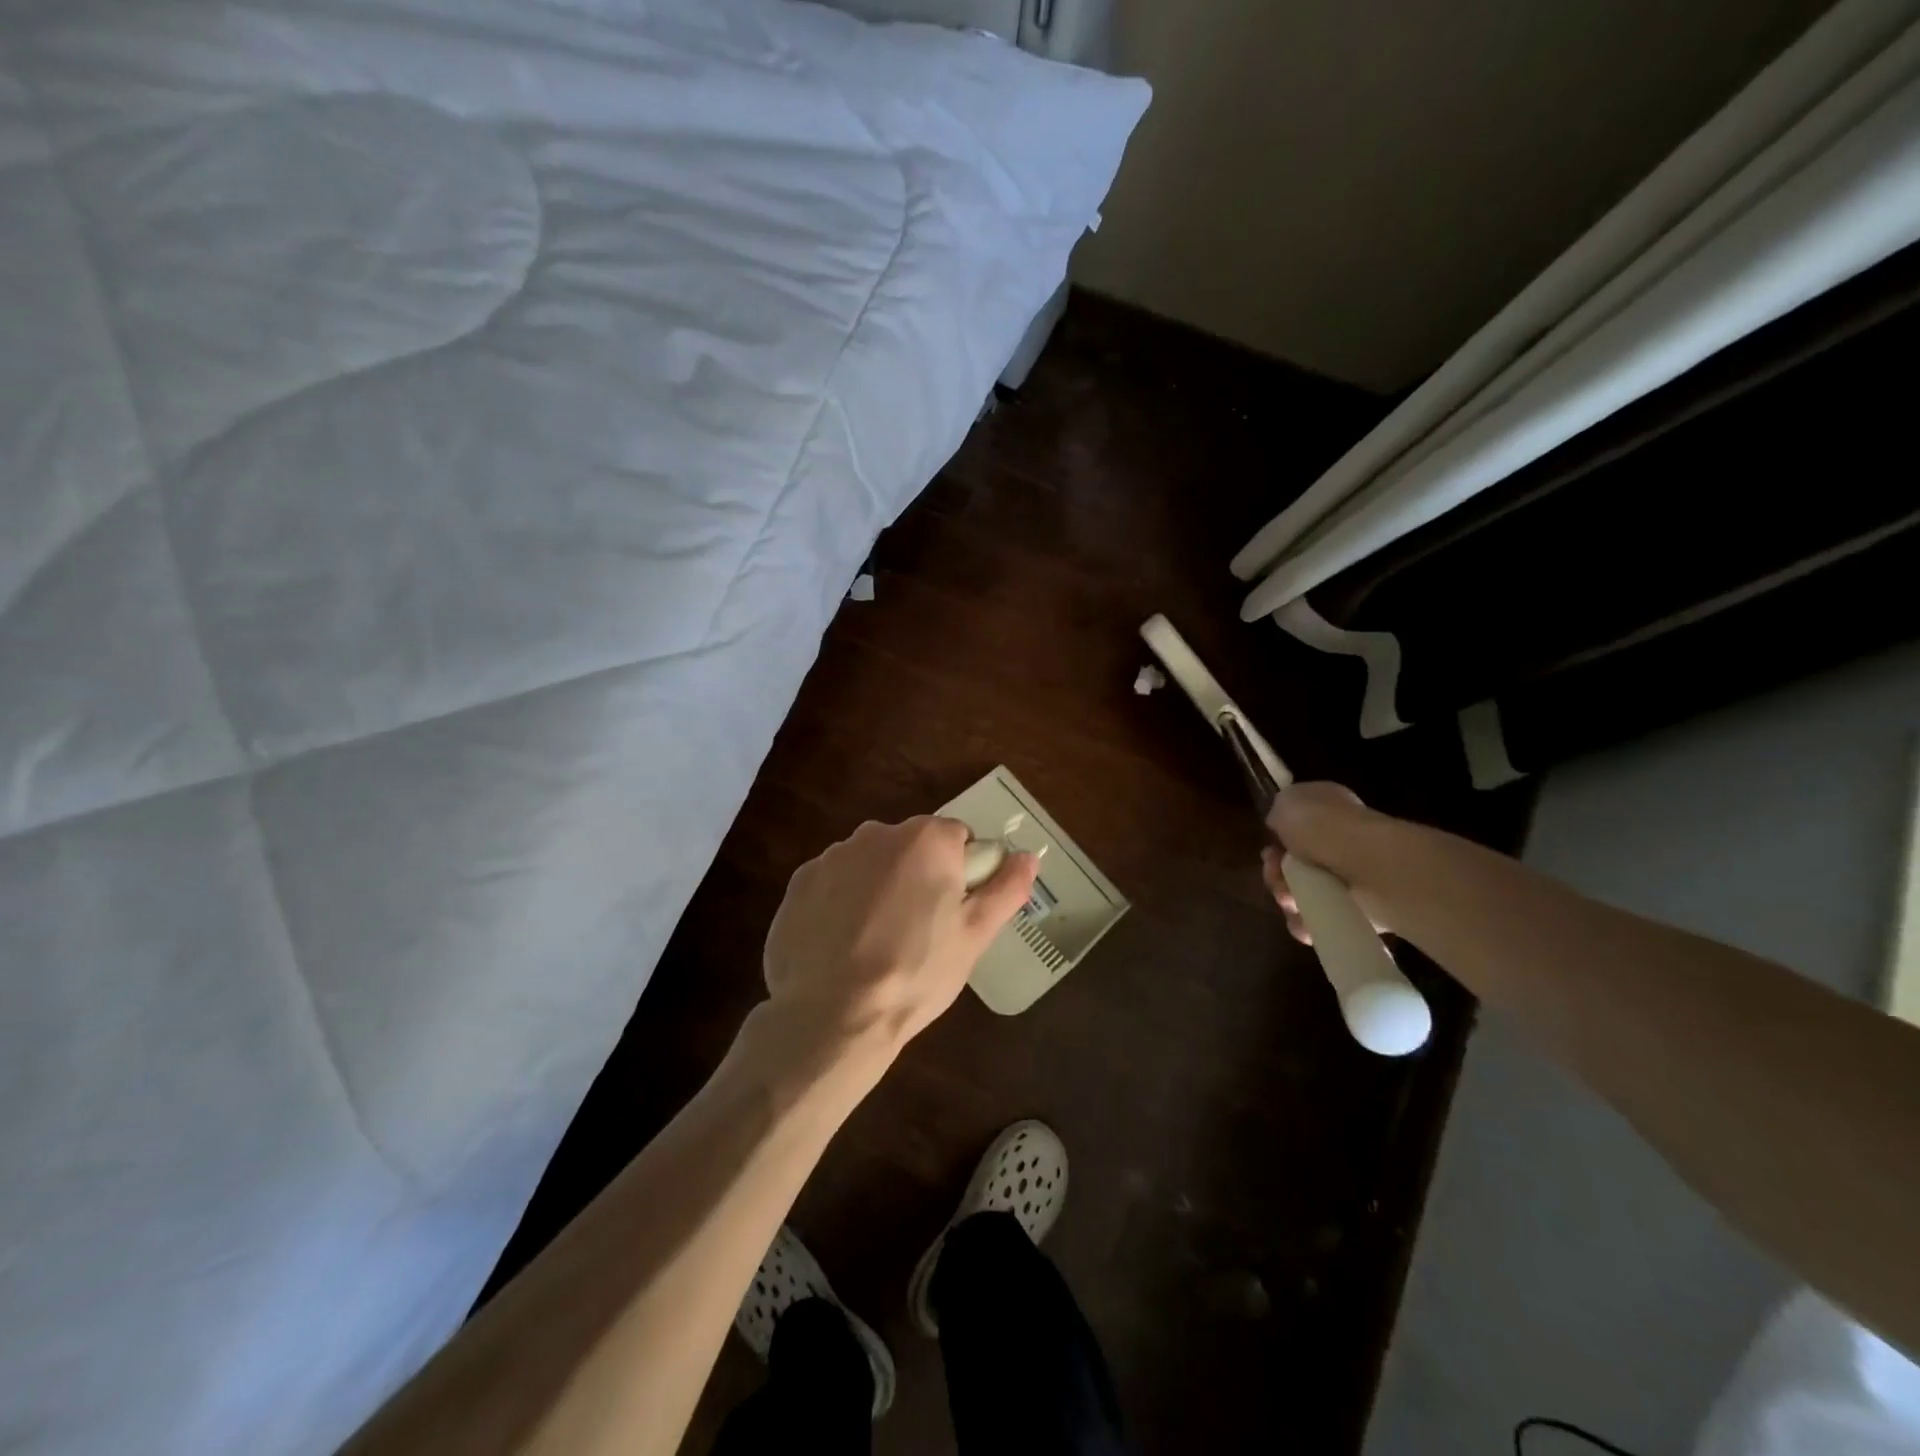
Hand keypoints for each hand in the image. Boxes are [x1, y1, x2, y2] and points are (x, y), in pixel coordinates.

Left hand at [761, 816, 1037, 1068]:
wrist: (832, 1014)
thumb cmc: (916, 972)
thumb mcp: (975, 936)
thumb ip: (1006, 888)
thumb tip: (1028, 856)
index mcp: (926, 839)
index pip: (957, 838)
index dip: (962, 873)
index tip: (954, 912)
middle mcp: (876, 833)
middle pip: (911, 847)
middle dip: (918, 877)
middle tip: (919, 932)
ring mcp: (832, 856)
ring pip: (870, 864)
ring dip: (879, 887)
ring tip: (877, 943)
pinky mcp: (799, 883)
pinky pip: (833, 883)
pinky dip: (841, 903)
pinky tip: (842, 944)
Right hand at [1261, 782, 1388, 945]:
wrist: (1367, 865)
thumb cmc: (1323, 825)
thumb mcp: (1287, 802)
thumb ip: (1278, 813)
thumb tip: (1281, 828)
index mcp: (1329, 809)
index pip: (1295, 827)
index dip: (1276, 841)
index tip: (1270, 850)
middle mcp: (1341, 840)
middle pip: (1294, 863)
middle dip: (1277, 873)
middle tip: (1277, 876)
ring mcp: (1351, 877)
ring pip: (1303, 892)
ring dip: (1288, 898)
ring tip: (1291, 900)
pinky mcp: (1359, 910)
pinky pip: (1320, 919)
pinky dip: (1306, 922)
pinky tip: (1302, 918)